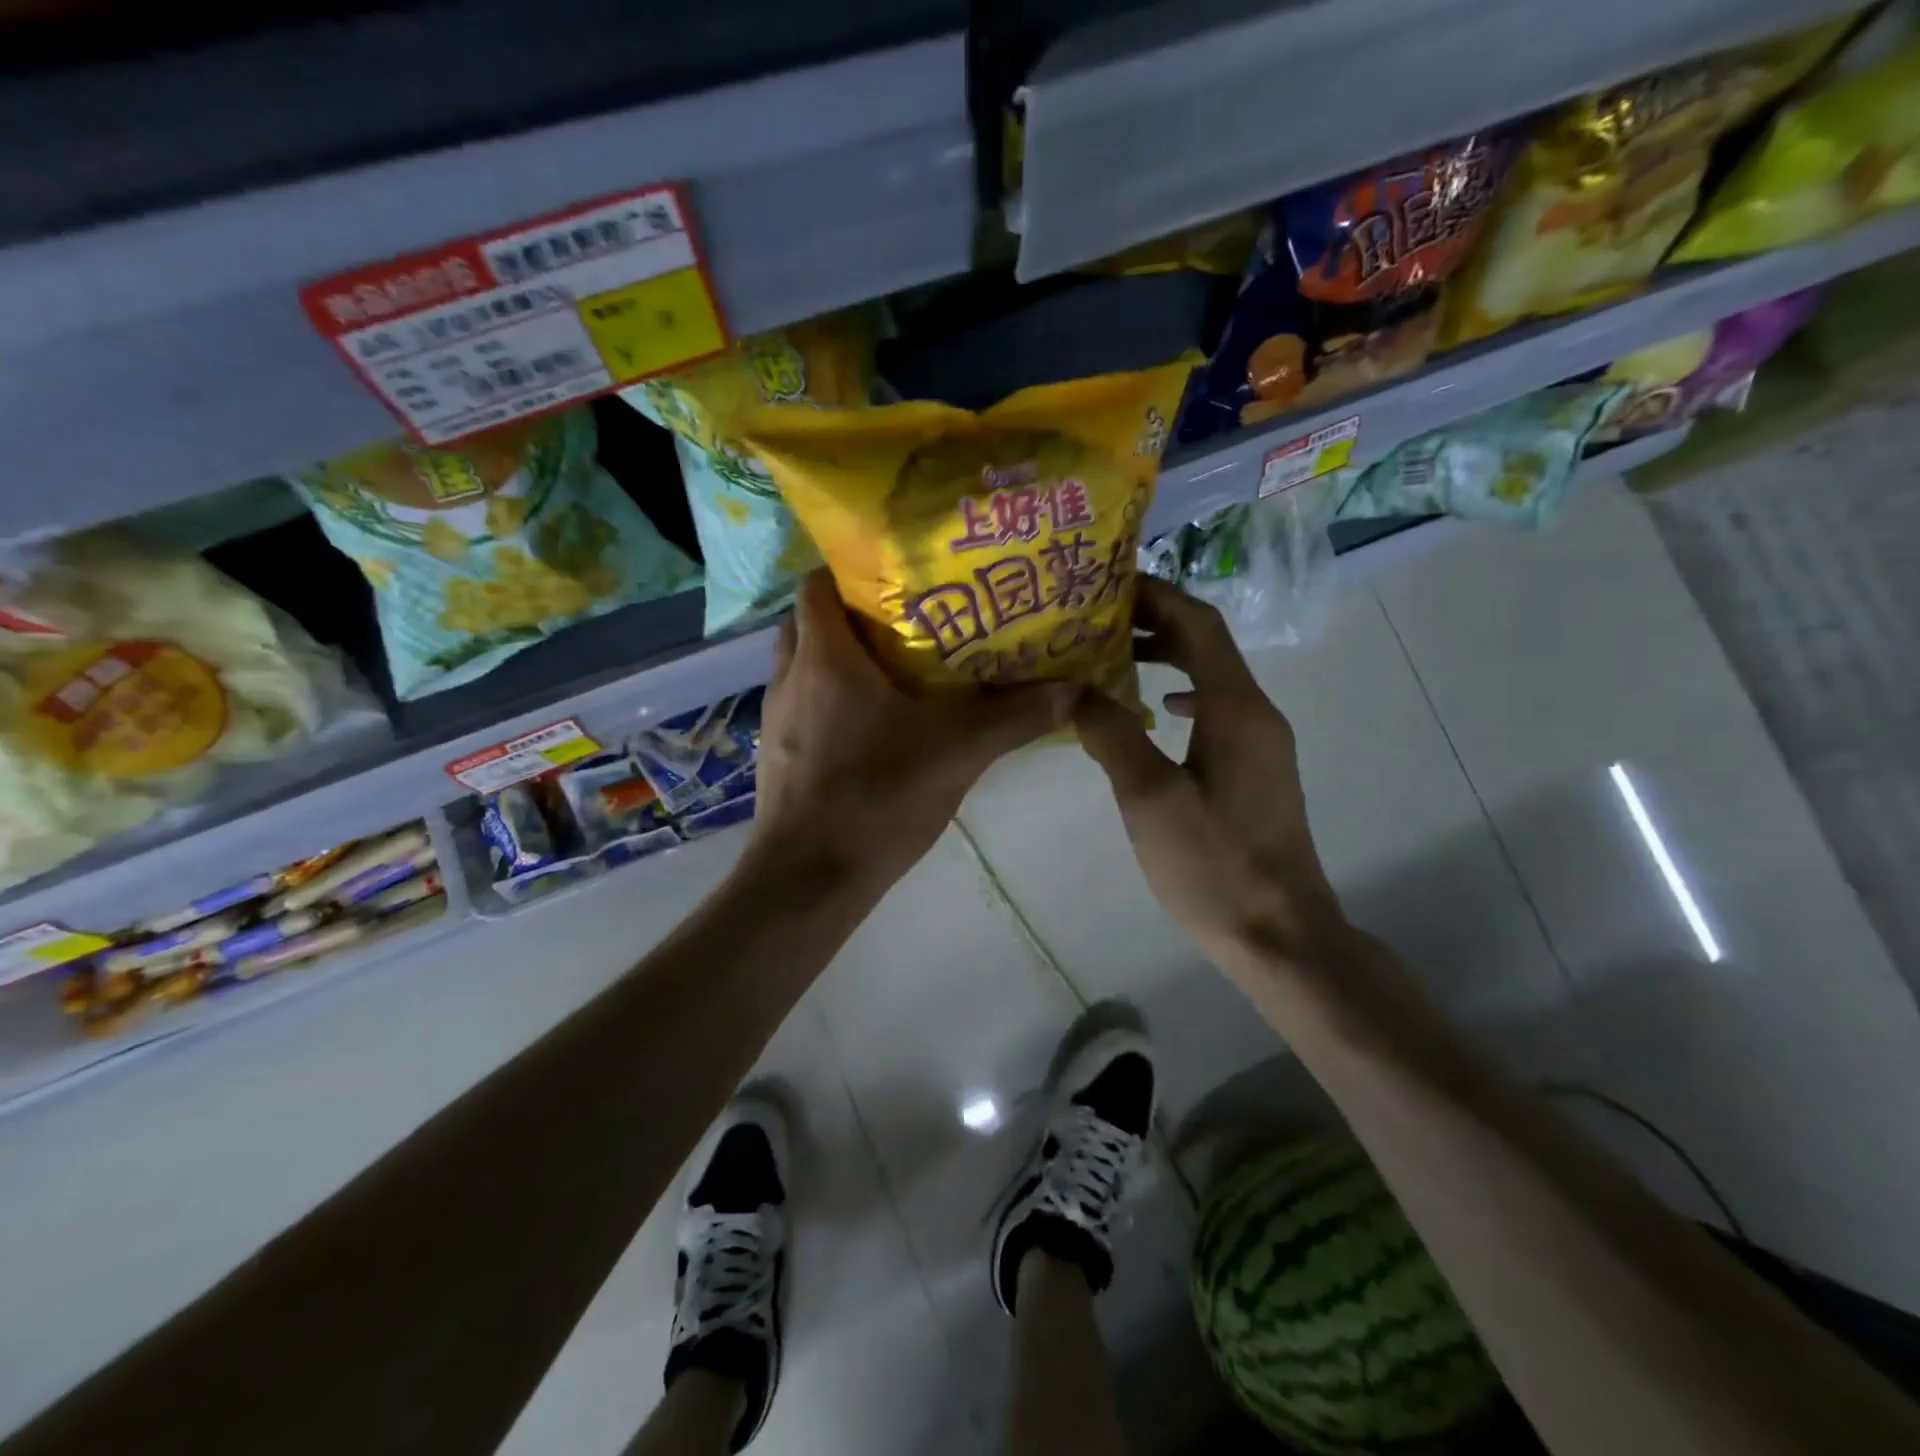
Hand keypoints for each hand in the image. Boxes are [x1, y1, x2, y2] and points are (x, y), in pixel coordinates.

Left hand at [752, 570, 1073, 886]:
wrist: (808, 879)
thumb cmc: (876, 798)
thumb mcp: (956, 754)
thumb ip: (1013, 718)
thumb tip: (1072, 691)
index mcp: (825, 657)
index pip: (818, 582)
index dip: (853, 568)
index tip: (899, 574)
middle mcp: (790, 676)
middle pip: (812, 620)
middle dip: (854, 613)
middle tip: (909, 619)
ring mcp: (778, 717)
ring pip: (805, 664)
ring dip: (842, 658)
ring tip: (899, 666)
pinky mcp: (780, 753)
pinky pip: (805, 704)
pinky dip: (832, 698)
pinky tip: (874, 723)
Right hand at [1073, 578, 1344, 967]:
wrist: (1280, 934)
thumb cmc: (1213, 865)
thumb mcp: (1149, 798)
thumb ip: (1111, 733)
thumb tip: (1074, 689)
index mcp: (1236, 708)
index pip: (1199, 624)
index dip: (1156, 596)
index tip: (1106, 584)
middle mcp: (1257, 713)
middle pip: (1208, 644)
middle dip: (1156, 622)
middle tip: (1097, 619)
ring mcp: (1261, 743)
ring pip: (1212, 677)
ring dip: (1168, 657)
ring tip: (1114, 657)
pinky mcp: (1256, 771)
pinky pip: (1217, 711)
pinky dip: (1182, 696)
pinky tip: (1154, 715)